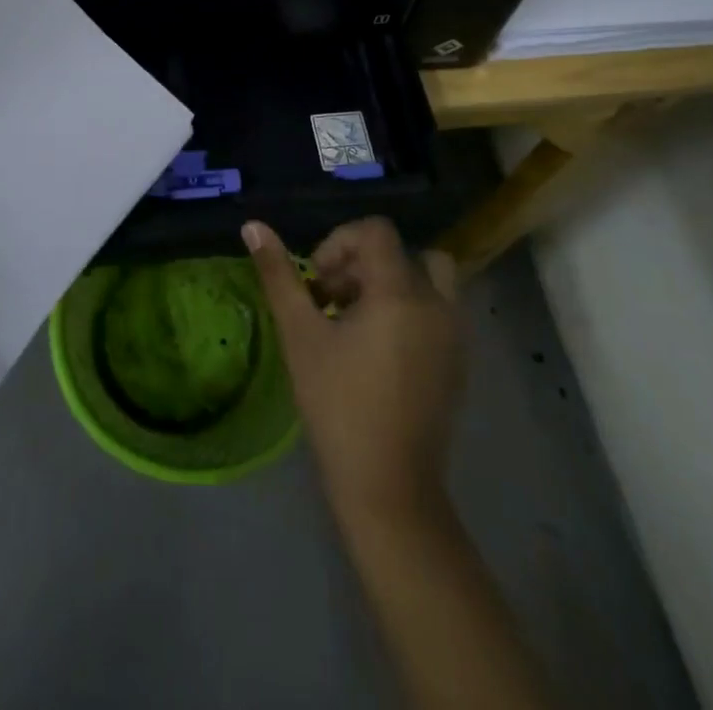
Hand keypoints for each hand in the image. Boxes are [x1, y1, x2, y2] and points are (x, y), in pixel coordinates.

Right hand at [245, 217, 463, 525]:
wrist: (389, 487)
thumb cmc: (338, 404)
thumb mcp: (300, 334)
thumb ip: (279, 275)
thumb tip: (252, 226)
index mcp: (400, 292)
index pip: (376, 231)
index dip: (340, 242)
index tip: (317, 280)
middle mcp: (437, 304)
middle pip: (402, 251)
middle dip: (363, 263)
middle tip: (332, 299)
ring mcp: (455, 334)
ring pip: (427, 279)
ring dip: (389, 284)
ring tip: (355, 320)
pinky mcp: (460, 362)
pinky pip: (438, 310)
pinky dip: (409, 310)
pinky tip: (376, 349)